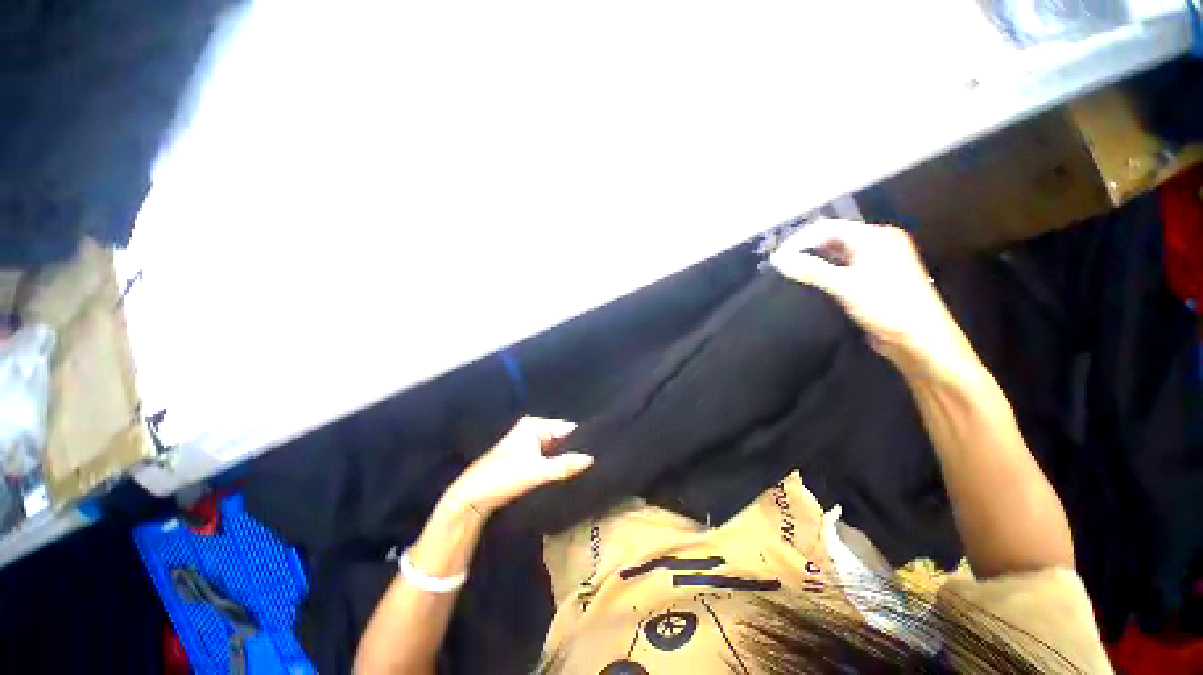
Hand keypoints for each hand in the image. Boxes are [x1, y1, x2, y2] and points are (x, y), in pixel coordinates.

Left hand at [444, 416, 592, 516]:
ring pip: (554, 448)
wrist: (471, 497)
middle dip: (573, 449)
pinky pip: (546, 456)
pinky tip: (565, 473)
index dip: (581, 439)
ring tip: (583, 468)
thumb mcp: (537, 472)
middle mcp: (531, 429)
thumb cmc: (503, 477)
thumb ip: (564, 465)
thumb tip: (591, 458)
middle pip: (560, 437)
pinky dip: (555, 464)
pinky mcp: (523, 456)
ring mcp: (526, 442)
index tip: (597, 450)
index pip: (566, 428)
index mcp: (534, 425)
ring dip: (564, 458)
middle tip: (592, 462)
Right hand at [770, 219, 967, 373]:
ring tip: (792, 271)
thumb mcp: (845, 286)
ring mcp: (878, 261)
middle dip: (806, 248)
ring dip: (815, 259)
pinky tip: (812, 281)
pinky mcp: (875, 278)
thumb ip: (810, 270)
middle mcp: (878, 243)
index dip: (799, 239)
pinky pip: (845, 266)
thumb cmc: (886, 306)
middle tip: (782, 263)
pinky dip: (826, 270)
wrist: (920, 338)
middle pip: (833, 237)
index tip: (777, 256)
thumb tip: (778, 260)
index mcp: (875, 237)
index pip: (828, 227)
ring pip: (838, 253)